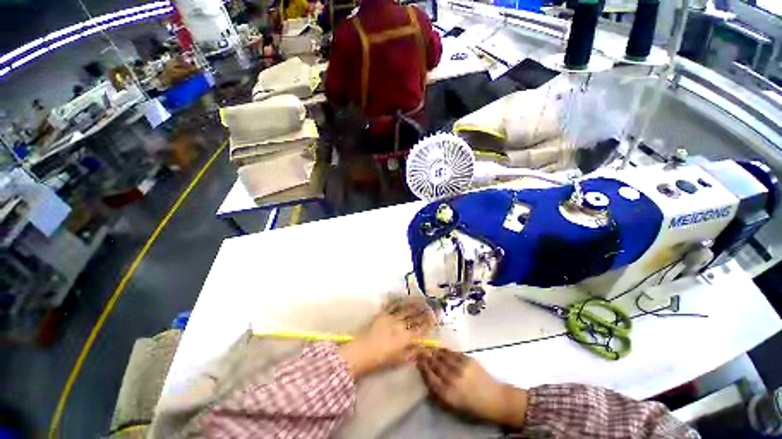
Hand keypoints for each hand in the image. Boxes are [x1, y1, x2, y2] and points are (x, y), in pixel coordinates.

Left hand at [339, 299, 434, 377]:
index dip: (429, 324)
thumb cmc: (380, 360)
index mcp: (405, 337)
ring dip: (415, 303)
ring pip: (406, 308)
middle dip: (425, 311)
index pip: (421, 329)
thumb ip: (413, 353)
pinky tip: (404, 297)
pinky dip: (399, 300)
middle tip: (432, 306)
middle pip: (415, 316)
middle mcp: (400, 325)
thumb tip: (425, 349)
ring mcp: (390, 317)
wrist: (360, 352)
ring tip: (423, 299)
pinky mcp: (382, 314)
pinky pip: (392, 305)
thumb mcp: (399, 360)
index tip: (435, 319)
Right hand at [417, 348, 527, 427]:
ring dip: (434, 351)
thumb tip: (428, 378)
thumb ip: (439, 392)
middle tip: (419, 350)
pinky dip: (445, 350)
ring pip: (443, 356)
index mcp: (448, 394)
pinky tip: (440, 348)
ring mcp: (461, 368)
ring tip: (428, 347)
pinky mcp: (468, 360)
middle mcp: (452, 379)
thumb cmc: (473, 406)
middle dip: (426, 356)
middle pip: (435, 364)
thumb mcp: (453, 406)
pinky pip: (453, 353)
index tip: (417, 360)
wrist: (495, 399)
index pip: (430, 377)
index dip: (422, 367)